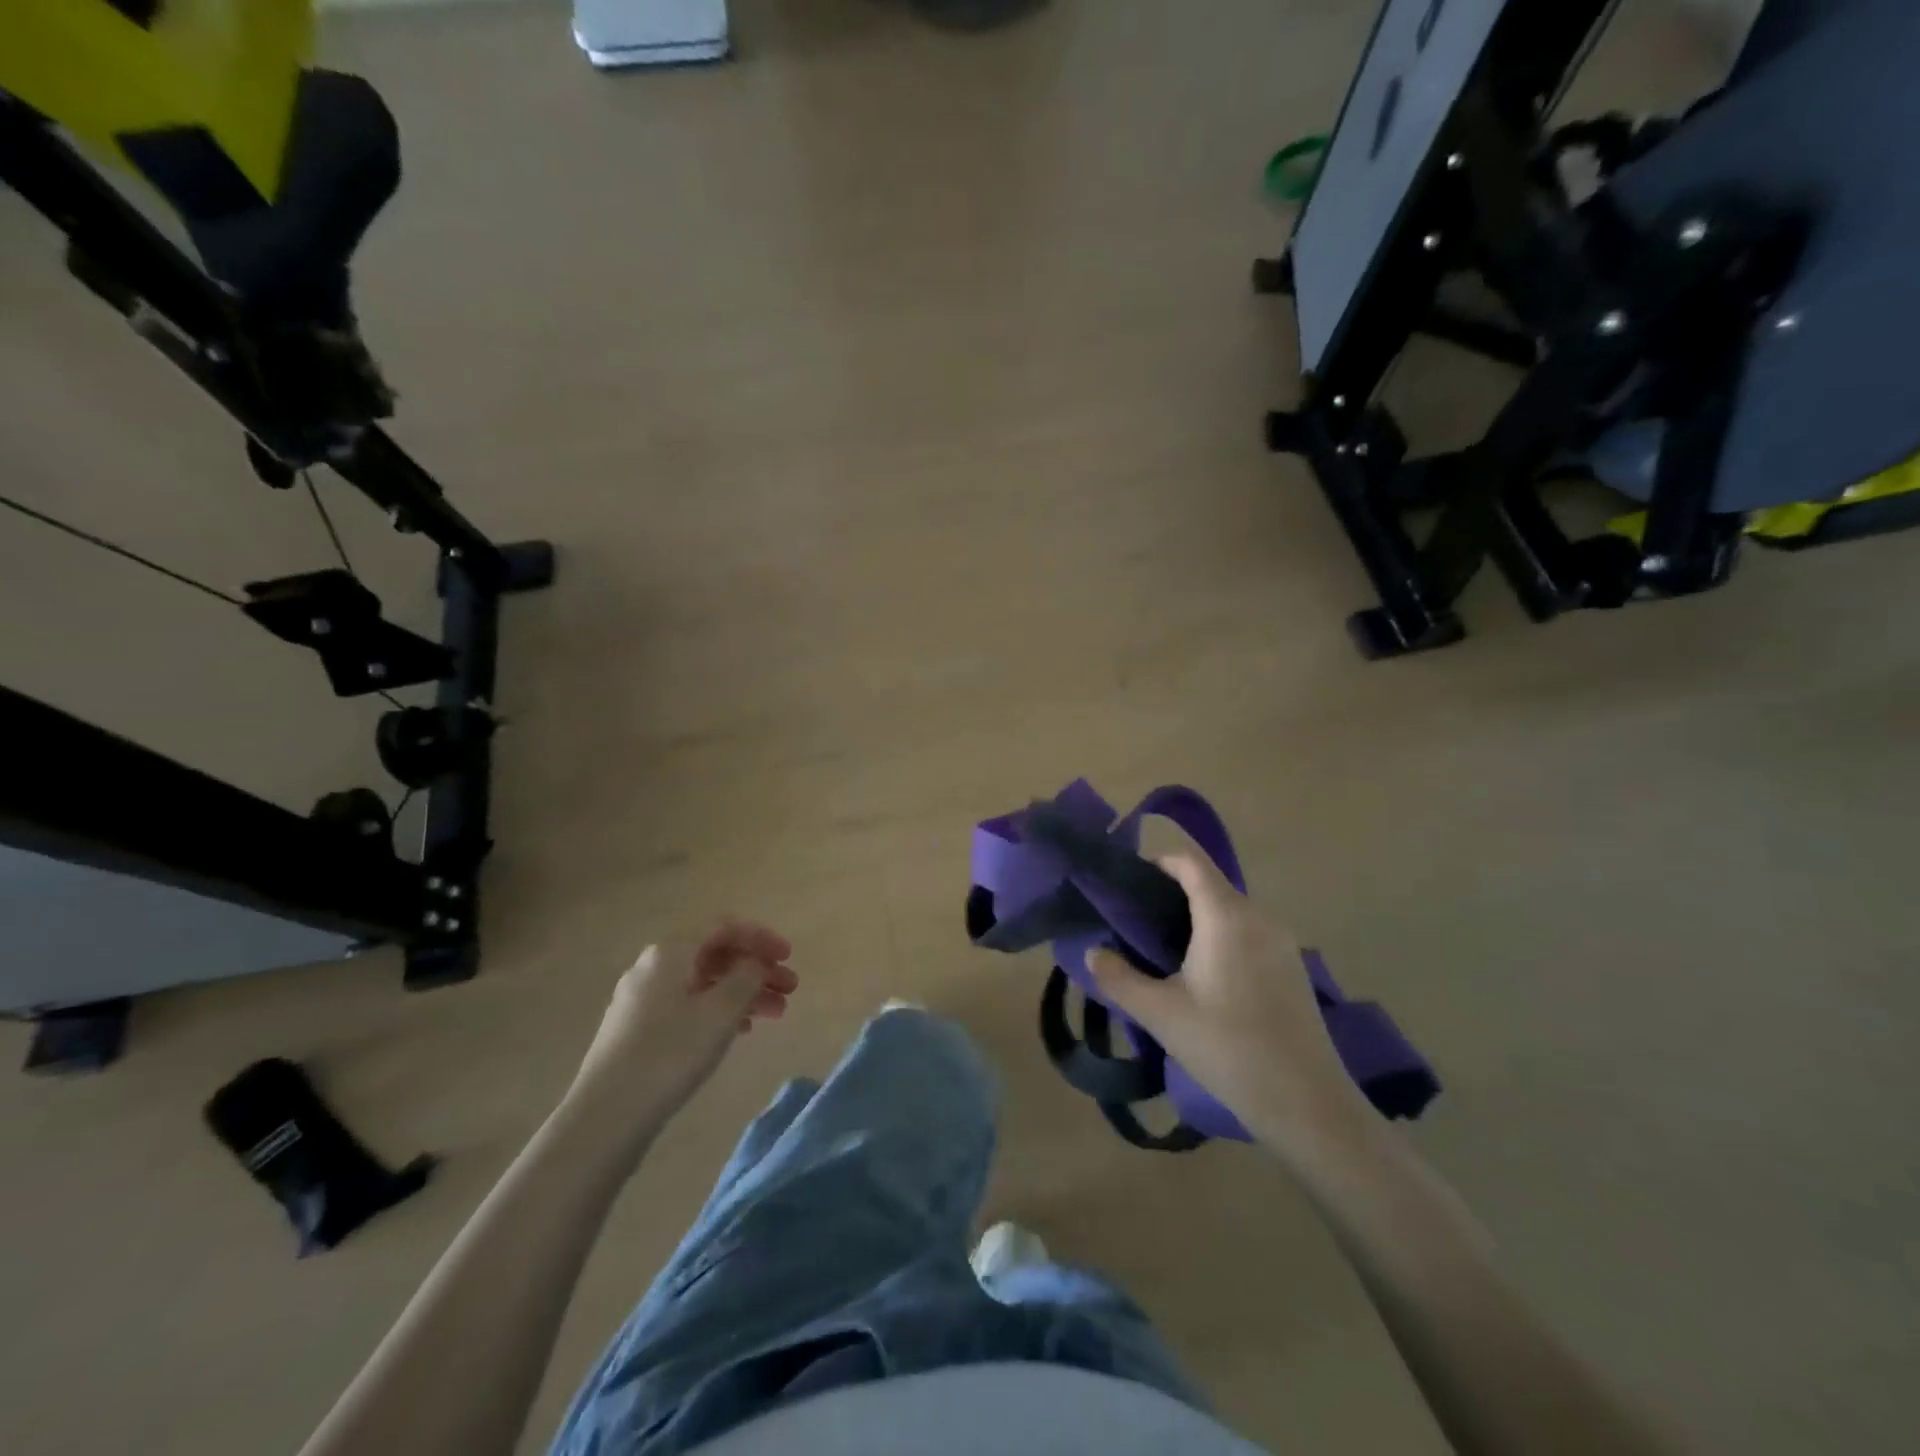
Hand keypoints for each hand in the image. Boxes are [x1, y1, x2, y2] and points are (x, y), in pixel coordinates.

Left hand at [566, 919, 797, 1143]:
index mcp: (671, 952)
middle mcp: (653, 966)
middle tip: (789, 991)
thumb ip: (747, 977)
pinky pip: (688, 1004)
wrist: (605, 1116)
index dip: (761, 937)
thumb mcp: (721, 1011)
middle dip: (756, 969)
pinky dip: (719, 1010)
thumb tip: (754, 963)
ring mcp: (641, 998)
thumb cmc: (670, 1054)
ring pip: (704, 982)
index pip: (724, 927)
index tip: (789, 956)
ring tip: (774, 1016)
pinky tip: (739, 1031)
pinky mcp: (636, 1029)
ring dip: (742, 992)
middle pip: (715, 955)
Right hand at [1086, 853, 1365, 1164]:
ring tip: (1163, 953)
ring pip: (1230, 912)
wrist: (1307, 1103)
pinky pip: (1248, 934)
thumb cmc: (1228, 1047)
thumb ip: (1118, 978)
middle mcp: (1258, 917)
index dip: (1157, 862)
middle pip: (1210, 885)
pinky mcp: (1292, 968)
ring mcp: (1281, 942)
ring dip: (1196, 920)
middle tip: (1135, 925)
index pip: (1190, 863)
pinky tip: (1204, 978)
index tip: (1128, 884)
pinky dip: (1220, 938)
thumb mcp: (1160, 1014)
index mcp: (1226, 916)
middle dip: (1171, 895)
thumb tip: (1092, 953)